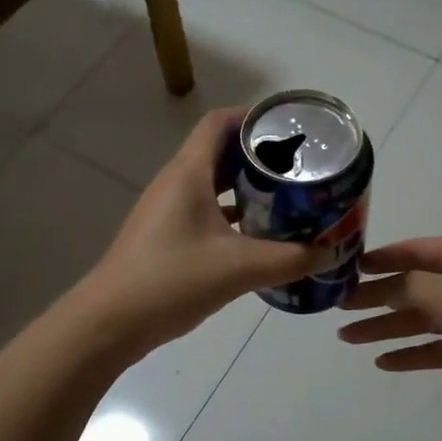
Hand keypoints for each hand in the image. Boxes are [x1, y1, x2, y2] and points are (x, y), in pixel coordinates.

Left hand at [82, 108, 325, 356]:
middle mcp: (176, 184)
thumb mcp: (239, 268)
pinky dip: (232, 216)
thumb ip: (291, 259)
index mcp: (188, 173)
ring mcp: (167, 212)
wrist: (110, 323)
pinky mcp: (166, 238)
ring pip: (213, 186)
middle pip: (220, 153)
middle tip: (300, 167)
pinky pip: (205, 213)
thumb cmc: (171, 280)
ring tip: (288, 198)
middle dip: (259, 157)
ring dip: (247, 189)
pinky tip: (259, 237)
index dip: (253, 117)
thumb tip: (332, 252)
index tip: (290, 128)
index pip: (220, 123)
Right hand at [338, 237, 441, 424]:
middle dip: (376, 297)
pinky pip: (437, 348)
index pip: (414, 251)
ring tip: (349, 340)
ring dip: (386, 328)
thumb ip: (409, 287)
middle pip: (413, 287)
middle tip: (338, 310)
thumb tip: (384, 285)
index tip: (347, 269)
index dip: (380, 259)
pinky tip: (384, 362)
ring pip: (421, 319)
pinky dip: (411, 354)